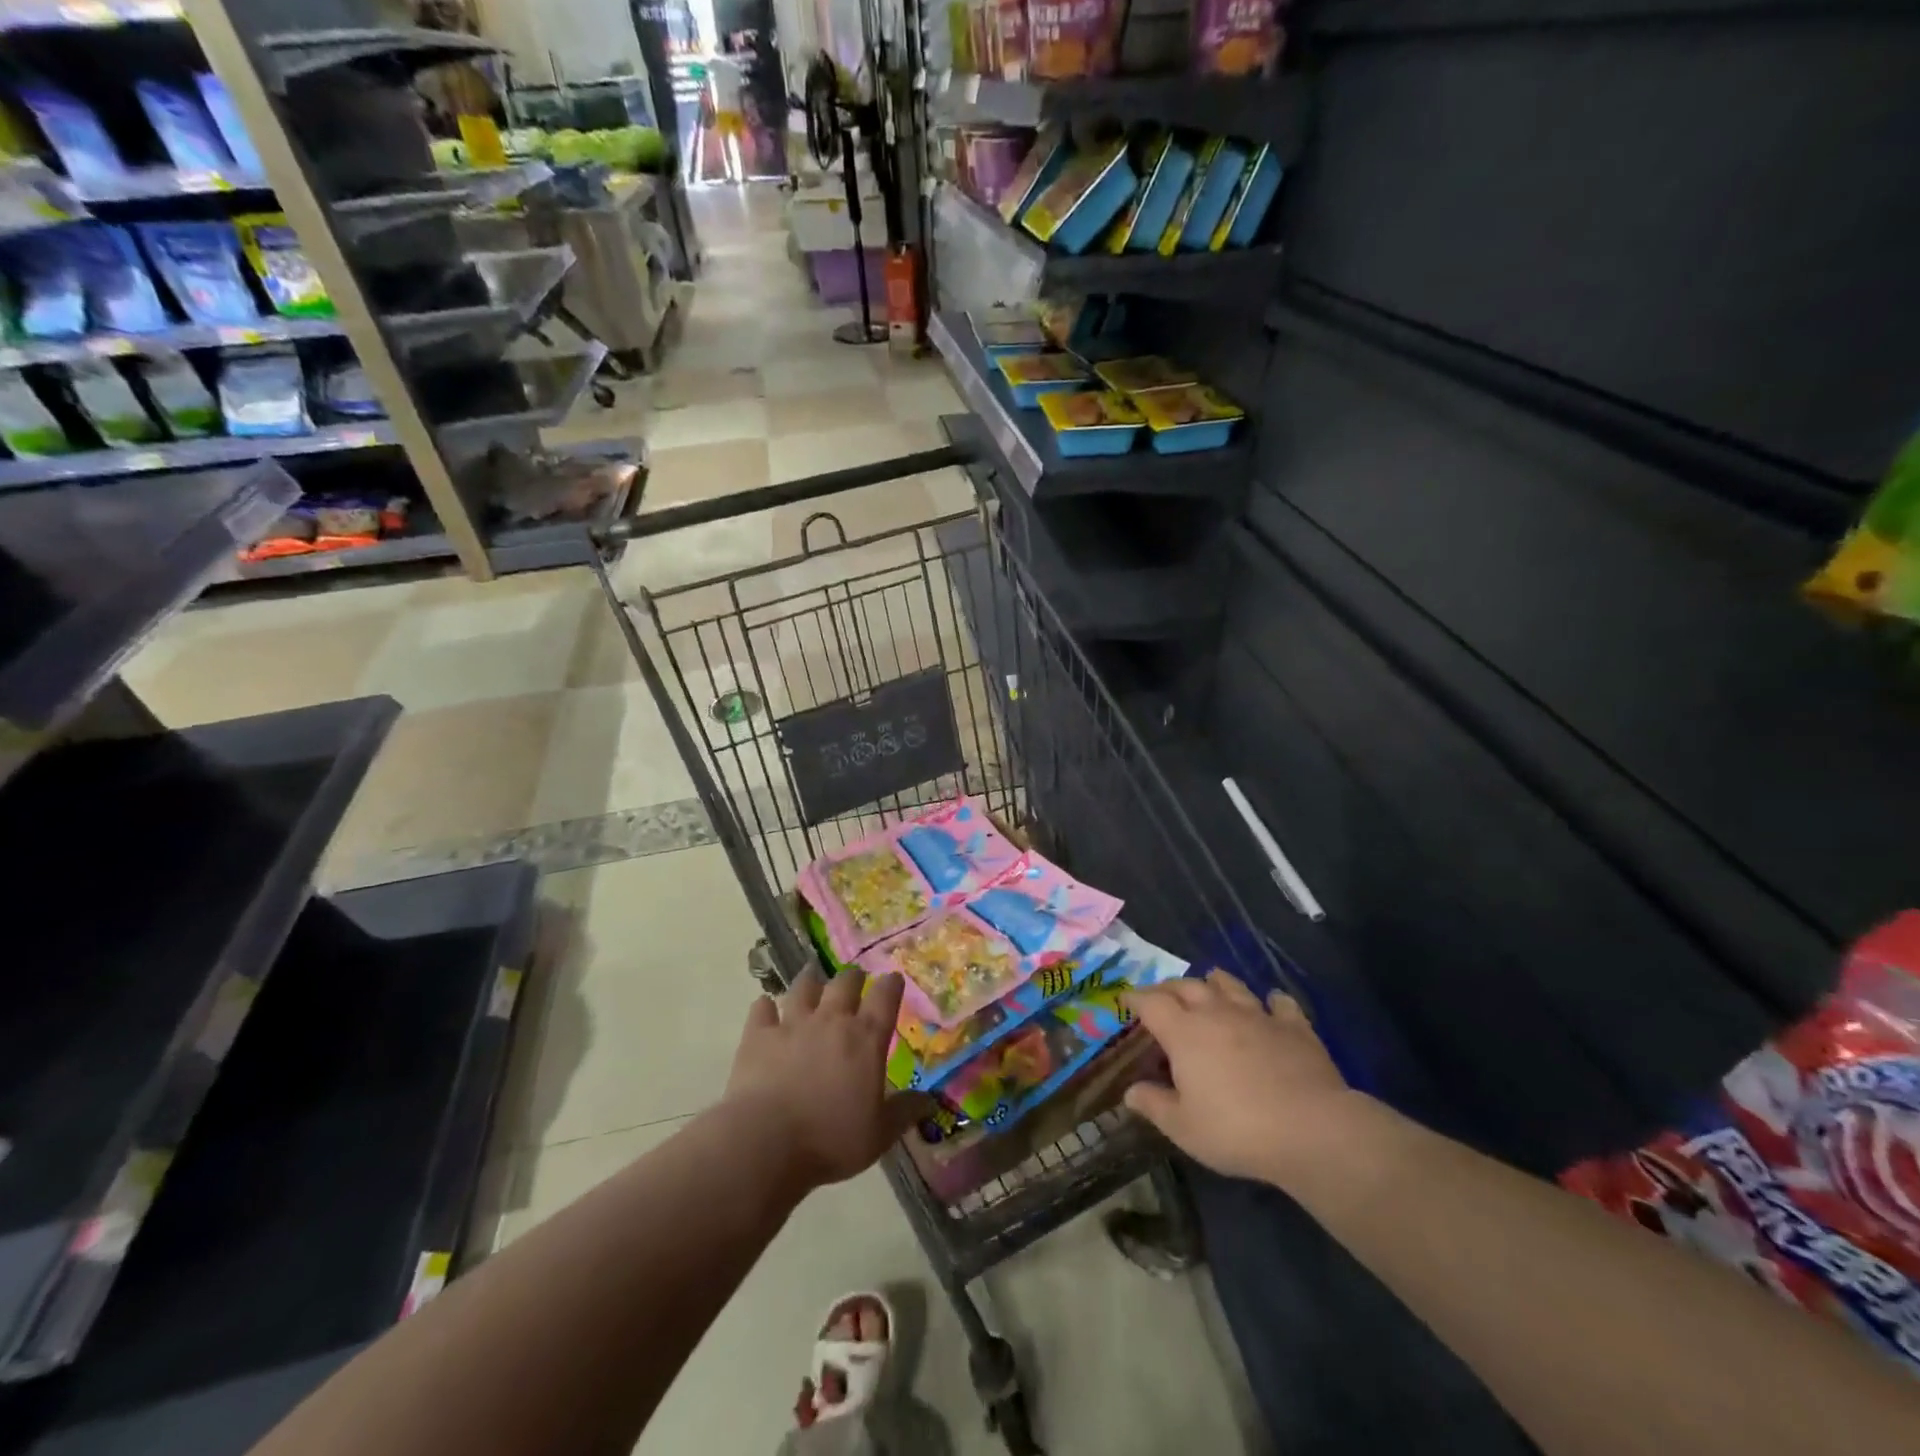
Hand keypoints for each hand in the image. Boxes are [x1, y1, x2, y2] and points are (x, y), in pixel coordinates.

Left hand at [725, 966, 919, 1190]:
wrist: (766, 1142)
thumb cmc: (831, 1139)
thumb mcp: (879, 1134)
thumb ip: (905, 1111)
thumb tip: (929, 1099)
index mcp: (865, 1038)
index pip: (885, 997)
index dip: (892, 985)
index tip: (894, 980)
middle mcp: (831, 1020)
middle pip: (845, 983)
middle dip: (853, 978)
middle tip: (855, 980)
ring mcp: (792, 1023)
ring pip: (803, 987)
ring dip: (810, 981)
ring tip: (812, 979)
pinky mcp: (758, 1035)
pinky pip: (762, 1008)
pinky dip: (765, 1006)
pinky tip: (766, 1008)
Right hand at [1124, 970, 1372, 1189]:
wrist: (1312, 1129)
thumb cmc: (1237, 1130)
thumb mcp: (1184, 1128)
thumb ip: (1154, 1105)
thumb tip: (1131, 1092)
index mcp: (1184, 1032)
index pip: (1151, 1002)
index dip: (1135, 997)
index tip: (1126, 999)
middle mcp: (1217, 1013)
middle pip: (1187, 986)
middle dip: (1170, 987)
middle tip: (1162, 995)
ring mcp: (1258, 1016)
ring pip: (1231, 986)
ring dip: (1216, 982)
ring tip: (1211, 980)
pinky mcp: (1294, 1027)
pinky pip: (1281, 1004)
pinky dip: (1272, 1001)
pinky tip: (1272, 1003)